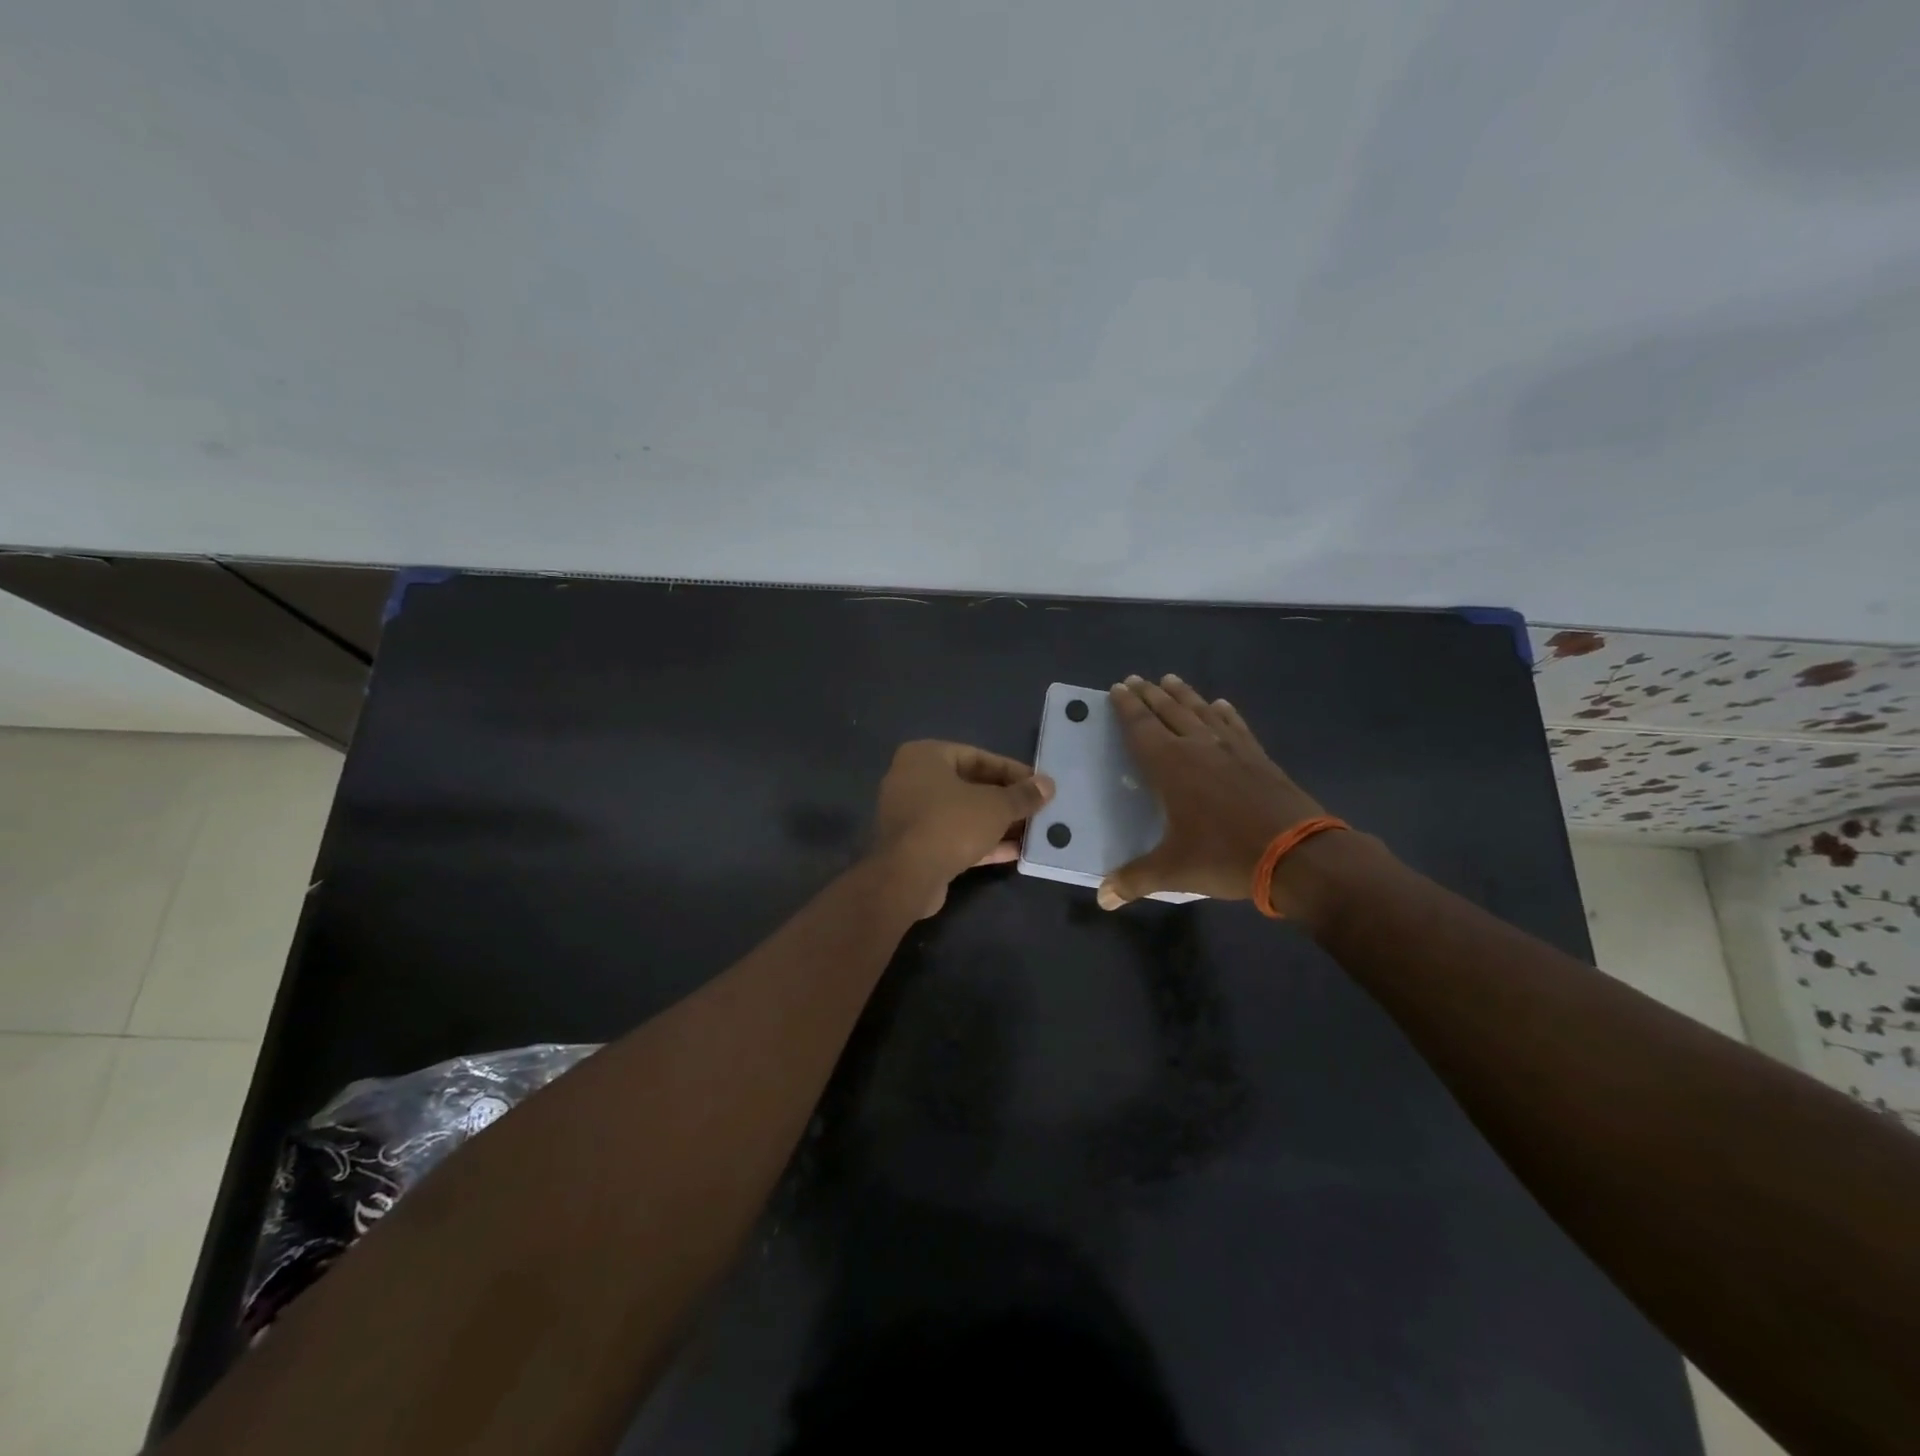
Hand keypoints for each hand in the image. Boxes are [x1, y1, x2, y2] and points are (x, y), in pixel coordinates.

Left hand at [873, 741, 1054, 916]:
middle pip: (969, 785)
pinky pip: (954, 836)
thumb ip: (1023, 795)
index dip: (1012, 771)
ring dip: (997, 823)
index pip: (977, 756)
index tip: (1038, 785)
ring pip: (963, 813)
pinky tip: (1015, 851)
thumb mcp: (996, 806)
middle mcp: (912, 780)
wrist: (907, 877)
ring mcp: (911, 815)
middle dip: (1005, 799)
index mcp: (925, 756)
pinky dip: (981, 841)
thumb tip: (1047, 785)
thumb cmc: (951, 824)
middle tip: (1037, 808)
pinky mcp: (915, 846)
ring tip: (1032, 831)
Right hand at [1099, 674, 1331, 912]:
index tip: (1117, 688)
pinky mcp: (1259, 758)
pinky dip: (1225, 713)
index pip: (1141, 728)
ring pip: (1202, 712)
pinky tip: (1221, 704)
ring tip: (1170, 680)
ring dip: (1184, 695)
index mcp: (1171, 767)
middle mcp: (1199, 748)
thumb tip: (1102, 898)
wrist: (1299, 854)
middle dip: (1149, 695)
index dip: (1127, 708)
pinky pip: (1236, 726)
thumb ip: (1135, 880)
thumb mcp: (1174, 871)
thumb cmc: (1226, 857)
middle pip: (1169, 712)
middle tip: (1136, 679)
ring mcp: (1233, 750)